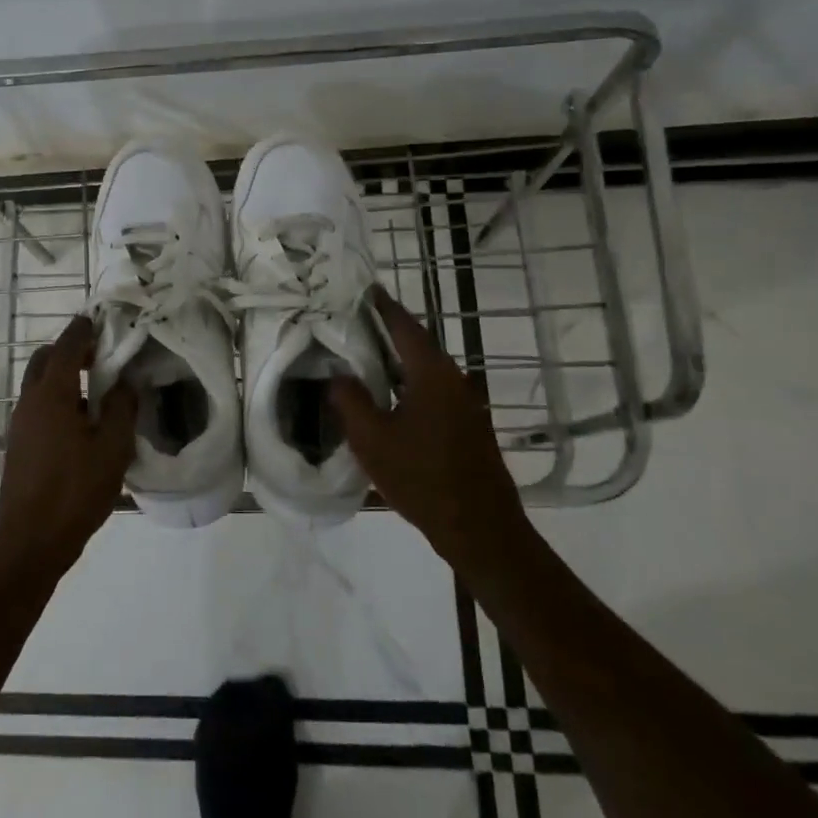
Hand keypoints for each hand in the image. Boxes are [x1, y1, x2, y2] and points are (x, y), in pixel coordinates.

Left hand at [0, 315, 137, 583]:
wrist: (31, 541)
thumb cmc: (75, 490)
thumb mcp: (113, 448)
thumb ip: (122, 408)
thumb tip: (125, 382)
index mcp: (53, 394)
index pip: (67, 347)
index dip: (83, 330)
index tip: (99, 319)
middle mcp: (30, 401)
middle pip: (46, 360)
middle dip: (71, 350)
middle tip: (102, 357)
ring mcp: (20, 423)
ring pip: (39, 384)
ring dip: (64, 376)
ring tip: (98, 392)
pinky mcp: (18, 444)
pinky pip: (37, 406)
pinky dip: (57, 399)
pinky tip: (81, 424)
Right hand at [329, 287, 528, 569]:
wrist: (480, 527)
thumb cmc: (422, 478)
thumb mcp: (372, 439)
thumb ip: (350, 400)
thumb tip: (337, 375)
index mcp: (432, 373)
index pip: (404, 326)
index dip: (382, 306)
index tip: (364, 289)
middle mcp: (453, 379)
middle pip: (416, 344)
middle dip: (385, 332)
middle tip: (351, 324)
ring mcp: (465, 403)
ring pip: (423, 370)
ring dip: (395, 361)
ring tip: (361, 358)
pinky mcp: (467, 425)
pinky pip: (431, 391)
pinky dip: (407, 384)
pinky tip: (386, 398)